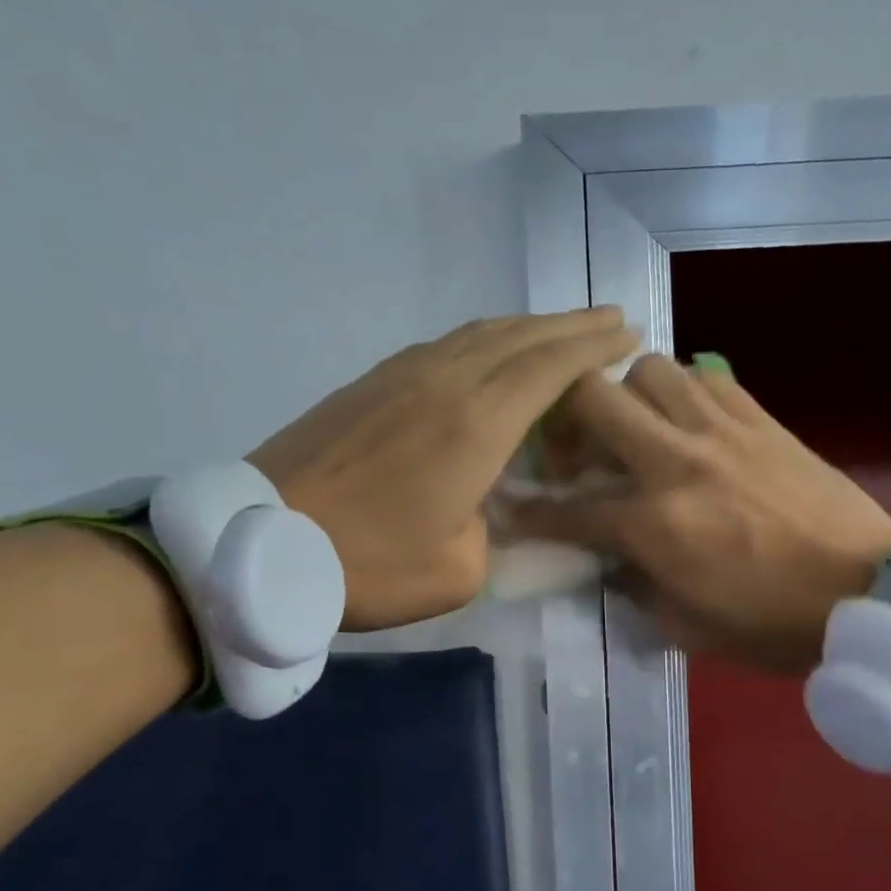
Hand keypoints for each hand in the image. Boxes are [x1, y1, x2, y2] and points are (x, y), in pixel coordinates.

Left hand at [247, 308, 637, 630]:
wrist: (262, 545)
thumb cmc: (370, 564)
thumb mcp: (459, 570)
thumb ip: (494, 531)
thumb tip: (489, 505)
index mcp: (476, 424)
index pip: (551, 367)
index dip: (594, 347)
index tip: (627, 334)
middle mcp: (445, 382)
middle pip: (520, 336)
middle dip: (571, 325)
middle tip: (609, 319)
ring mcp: (401, 375)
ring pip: (479, 333)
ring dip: (526, 327)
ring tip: (559, 332)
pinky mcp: (369, 384)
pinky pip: (443, 346)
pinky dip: (482, 341)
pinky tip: (488, 354)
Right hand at [508, 355, 890, 671]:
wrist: (869, 593)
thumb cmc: (774, 625)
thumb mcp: (689, 629)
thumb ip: (637, 591)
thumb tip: (613, 565)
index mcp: (654, 525)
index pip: (568, 510)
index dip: (528, 510)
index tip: (507, 506)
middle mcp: (677, 463)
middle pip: (593, 400)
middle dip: (566, 420)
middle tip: (576, 450)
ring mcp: (722, 432)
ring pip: (650, 369)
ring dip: (627, 395)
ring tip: (635, 429)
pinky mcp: (763, 420)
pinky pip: (708, 378)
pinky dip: (684, 391)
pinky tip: (689, 424)